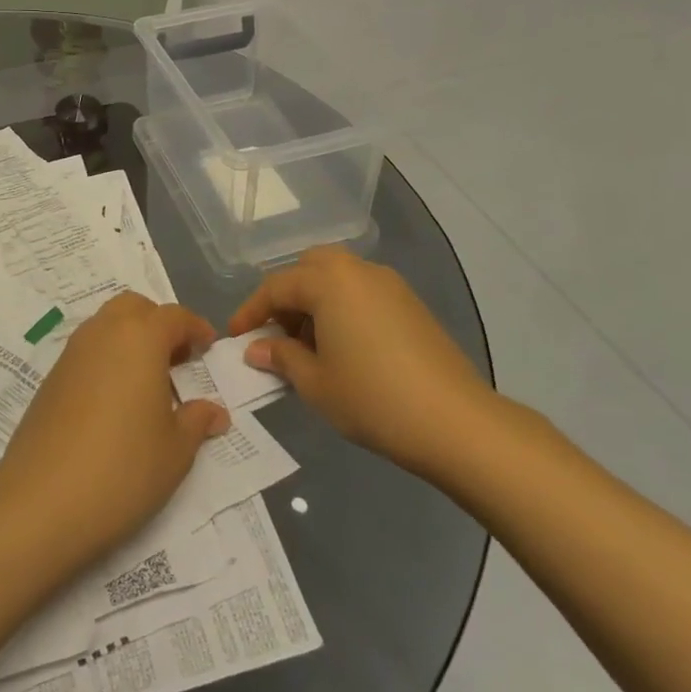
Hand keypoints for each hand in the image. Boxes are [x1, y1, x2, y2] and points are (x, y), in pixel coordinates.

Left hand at [0, 292, 230, 569]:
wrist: (41, 501)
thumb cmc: (122, 469)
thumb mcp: (175, 451)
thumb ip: (197, 421)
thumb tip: (215, 411)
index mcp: (139, 338)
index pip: (173, 316)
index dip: (195, 328)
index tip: (208, 347)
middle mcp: (102, 333)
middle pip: (134, 307)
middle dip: (158, 323)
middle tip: (177, 359)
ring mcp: (71, 353)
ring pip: (106, 325)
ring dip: (130, 339)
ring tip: (149, 382)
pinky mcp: (50, 378)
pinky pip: (87, 351)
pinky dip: (107, 359)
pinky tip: (116, 400)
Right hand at [230, 247, 495, 477]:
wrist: (456, 422)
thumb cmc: (372, 398)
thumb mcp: (315, 382)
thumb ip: (281, 357)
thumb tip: (256, 348)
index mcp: (329, 281)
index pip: (276, 287)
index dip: (251, 312)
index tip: (234, 336)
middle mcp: (358, 271)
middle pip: (309, 268)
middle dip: (286, 296)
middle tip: (276, 333)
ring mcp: (390, 285)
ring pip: (338, 278)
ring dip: (315, 301)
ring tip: (307, 346)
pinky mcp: (411, 305)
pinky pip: (362, 293)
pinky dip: (342, 308)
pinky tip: (342, 349)